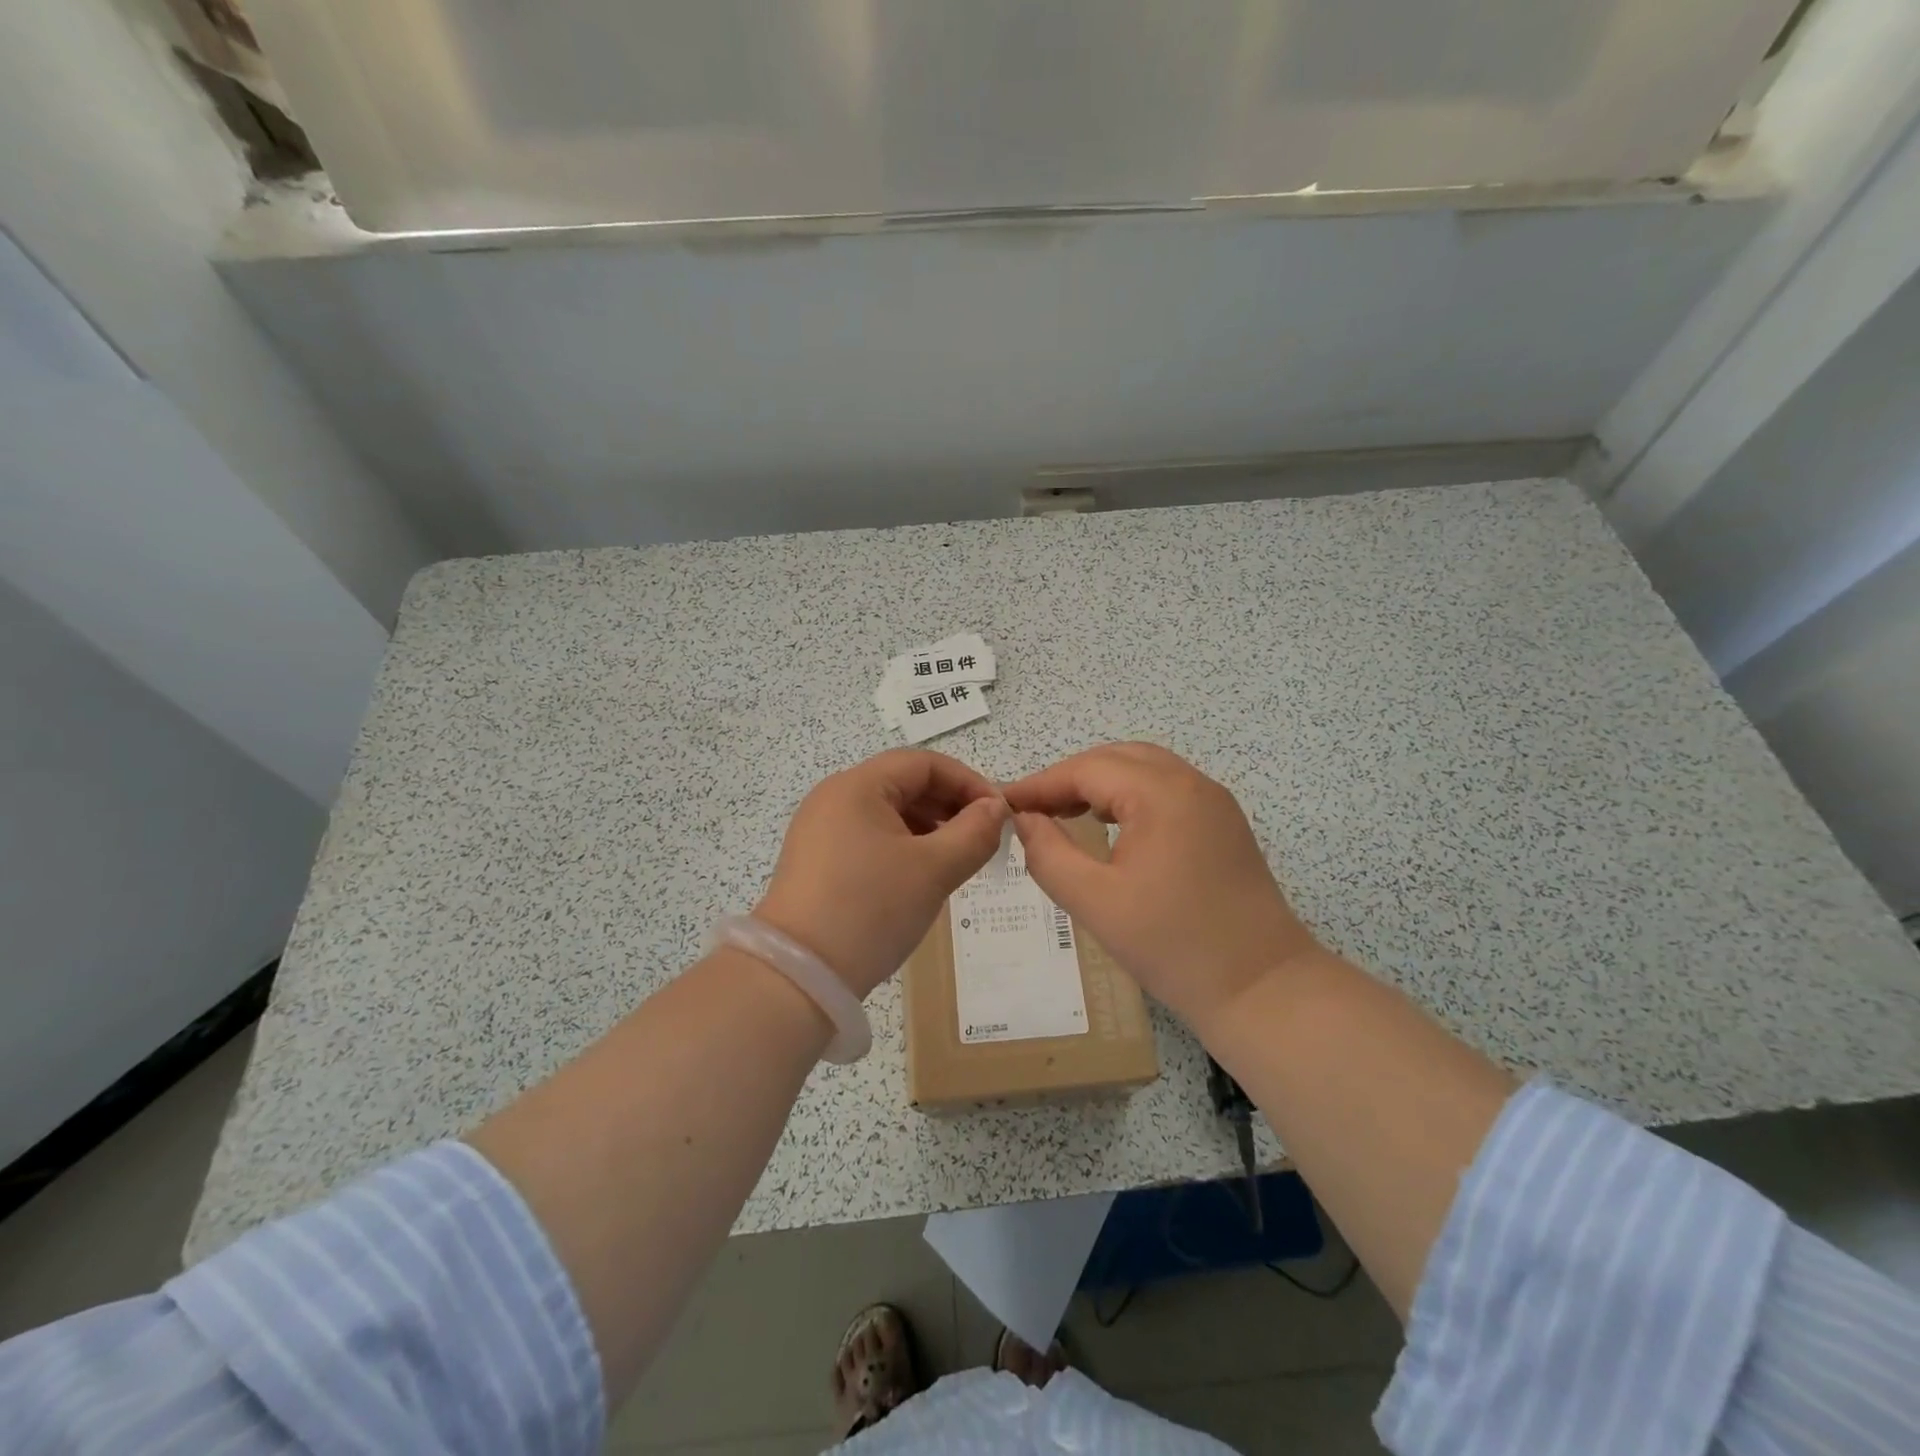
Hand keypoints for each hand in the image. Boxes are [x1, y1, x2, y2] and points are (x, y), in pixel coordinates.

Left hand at [756, 750, 1007, 997]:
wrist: (799, 975)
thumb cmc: (871, 908)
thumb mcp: (934, 869)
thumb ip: (975, 833)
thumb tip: (995, 809)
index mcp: (857, 786)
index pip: (923, 763)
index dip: (967, 781)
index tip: (999, 813)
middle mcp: (834, 797)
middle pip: (904, 783)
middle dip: (949, 805)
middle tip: (983, 837)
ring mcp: (820, 830)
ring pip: (888, 813)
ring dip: (929, 827)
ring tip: (958, 858)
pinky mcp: (817, 861)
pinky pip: (870, 837)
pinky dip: (903, 846)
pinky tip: (922, 875)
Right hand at [1002, 742, 1317, 1028]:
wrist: (1262, 989)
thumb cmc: (1173, 946)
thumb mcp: (1095, 902)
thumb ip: (1048, 854)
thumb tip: (1024, 820)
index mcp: (1162, 794)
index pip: (1087, 768)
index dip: (1041, 783)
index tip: (1004, 804)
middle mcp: (1192, 783)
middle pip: (1117, 759)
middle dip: (1069, 778)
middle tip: (1033, 810)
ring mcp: (1214, 802)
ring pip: (1144, 770)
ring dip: (1100, 784)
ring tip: (1063, 814)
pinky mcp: (1223, 824)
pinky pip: (1166, 791)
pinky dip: (1129, 797)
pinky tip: (1110, 826)